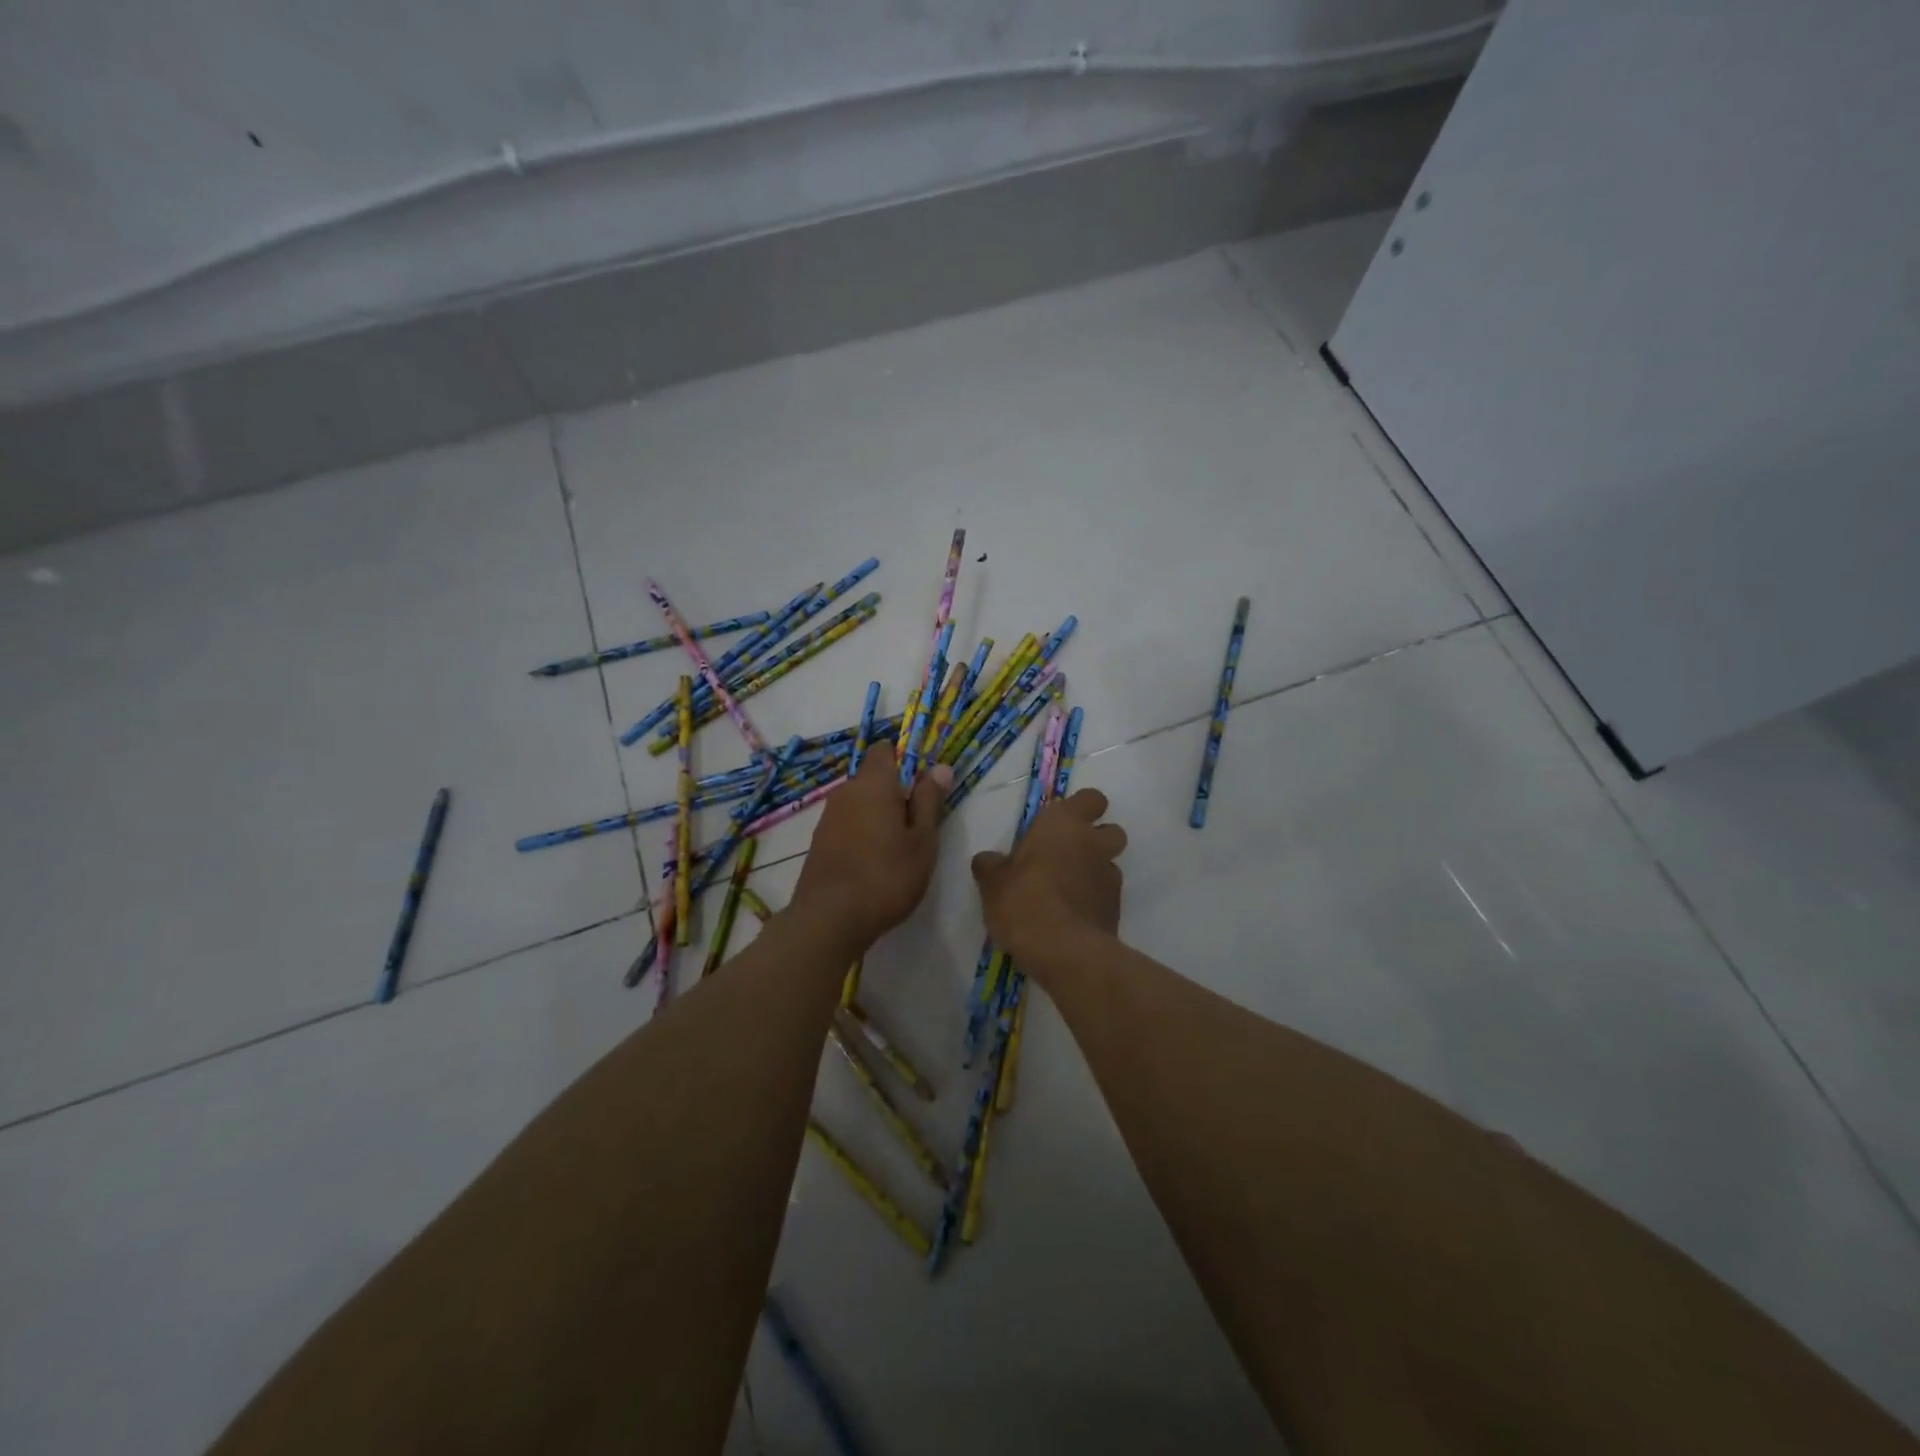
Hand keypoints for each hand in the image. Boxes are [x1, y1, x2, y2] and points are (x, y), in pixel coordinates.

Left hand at [793, 743, 949, 948]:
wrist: (829, 919)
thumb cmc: (887, 876)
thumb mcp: (922, 841)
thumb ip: (929, 801)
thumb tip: (940, 768)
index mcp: (874, 783)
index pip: (885, 749)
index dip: (905, 759)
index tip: (923, 786)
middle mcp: (846, 792)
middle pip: (873, 777)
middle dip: (896, 792)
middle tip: (918, 825)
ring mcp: (828, 817)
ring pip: (860, 802)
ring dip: (879, 814)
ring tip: (898, 848)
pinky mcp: (819, 841)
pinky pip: (847, 823)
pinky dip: (862, 832)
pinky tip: (874, 862)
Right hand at [971, 788, 1126, 965]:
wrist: (1065, 951)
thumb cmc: (1024, 901)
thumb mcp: (992, 883)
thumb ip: (990, 866)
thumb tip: (986, 860)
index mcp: (1064, 824)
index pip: (1091, 798)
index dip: (1082, 809)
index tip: (1061, 824)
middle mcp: (1093, 844)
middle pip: (1111, 830)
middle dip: (1096, 839)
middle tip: (1066, 855)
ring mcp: (1110, 877)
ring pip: (1110, 864)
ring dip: (1095, 871)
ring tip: (1068, 890)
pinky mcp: (1117, 909)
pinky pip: (1107, 895)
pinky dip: (1094, 900)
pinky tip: (1072, 916)